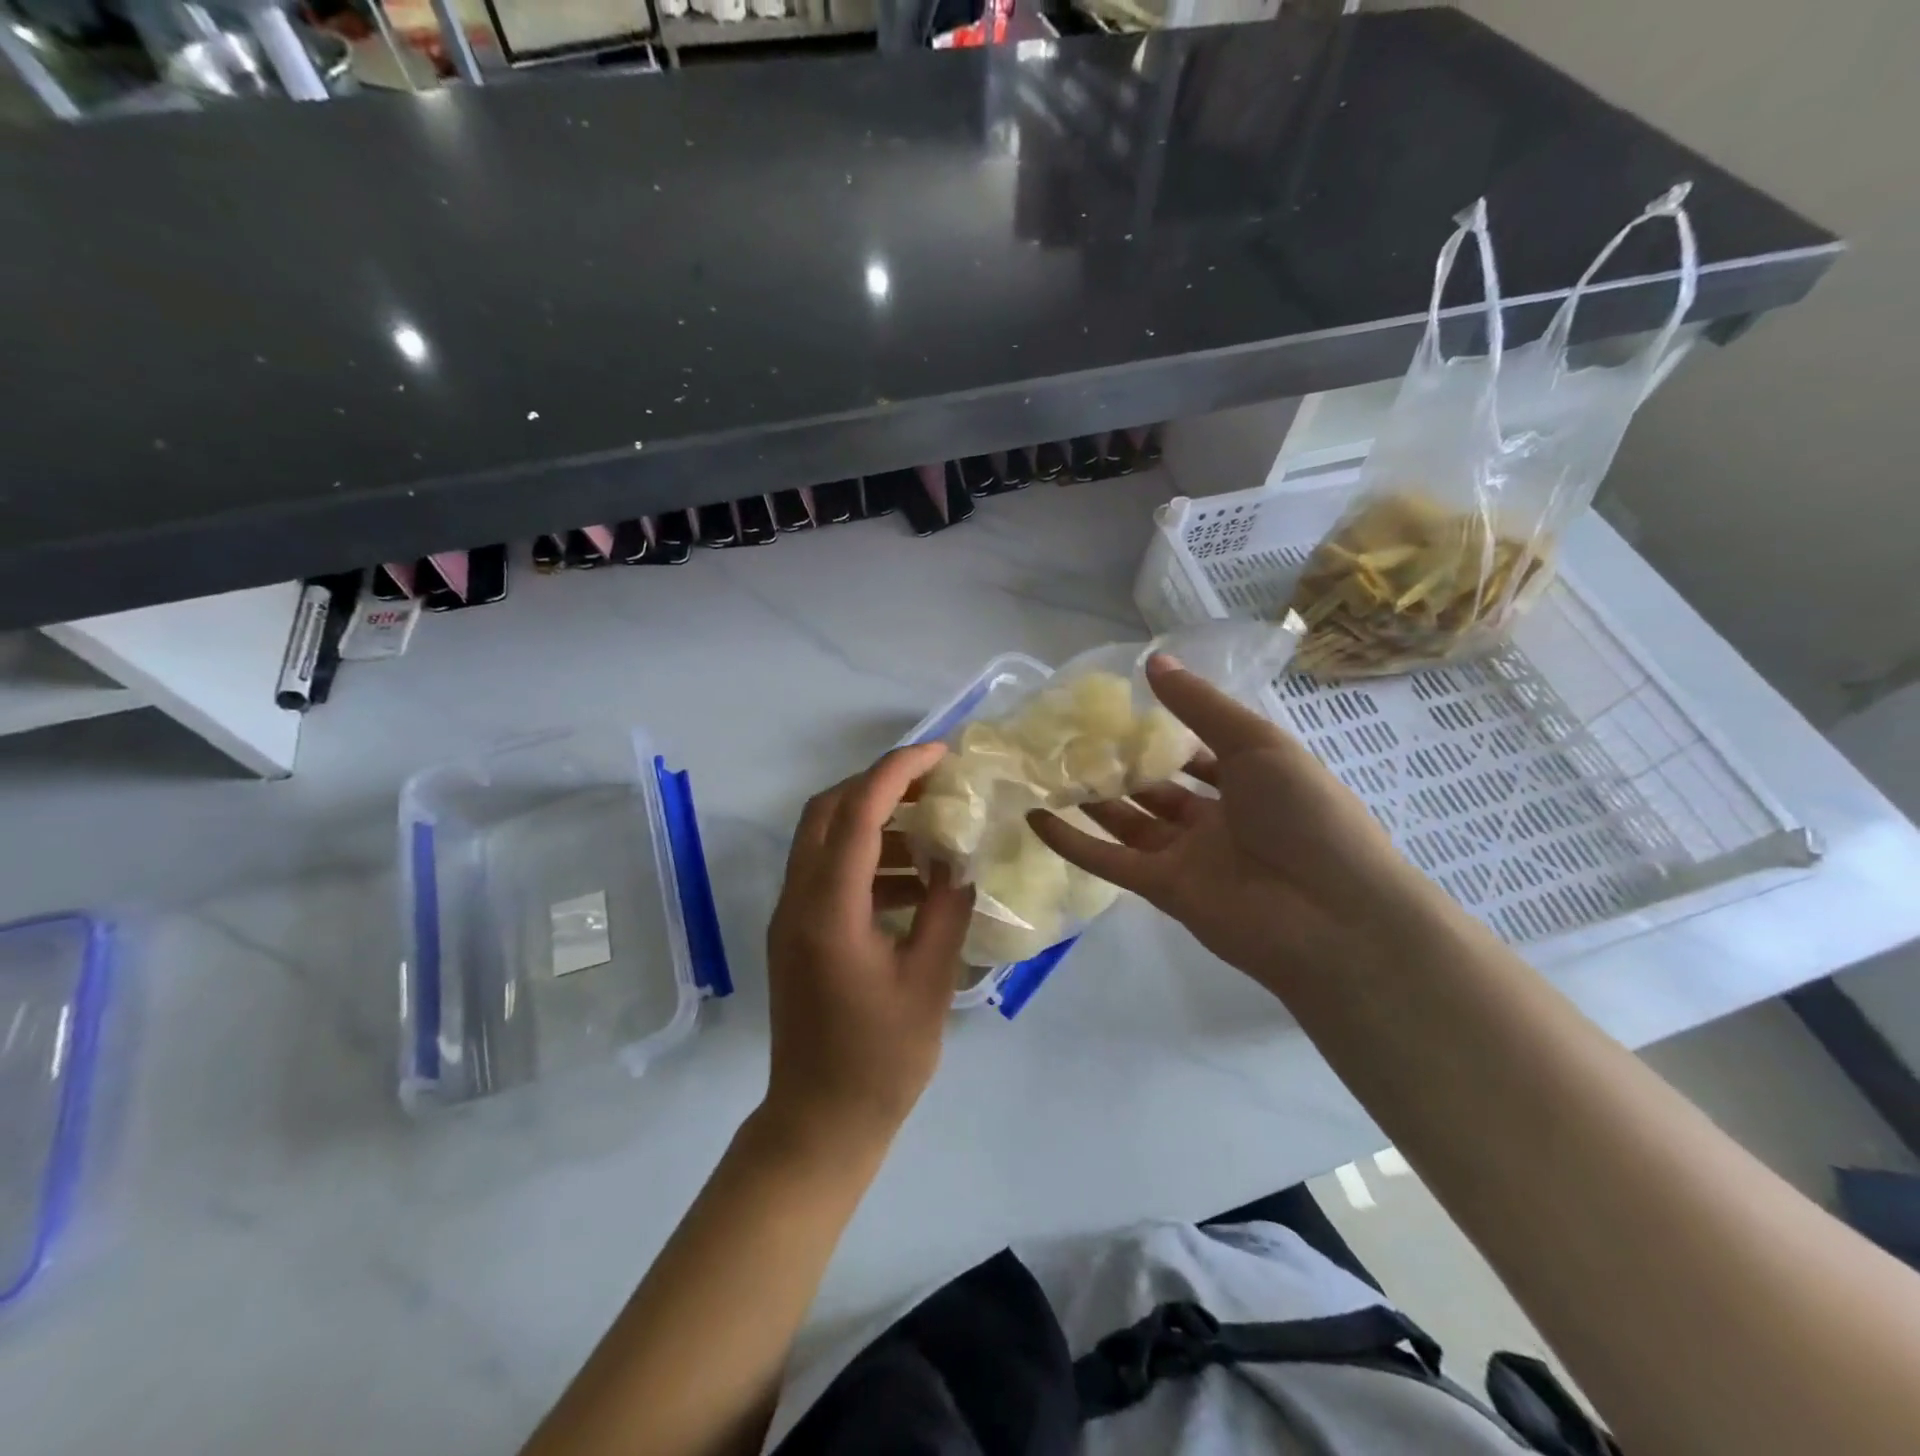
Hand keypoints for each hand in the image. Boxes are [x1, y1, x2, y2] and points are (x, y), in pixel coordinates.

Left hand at [764, 743, 974, 1151]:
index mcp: (829, 910)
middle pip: (827, 812)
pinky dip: (867, 860)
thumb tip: (958, 862)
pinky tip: (913, 883)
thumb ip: (945, 911)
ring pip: (823, 839)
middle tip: (932, 783)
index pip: (858, 814)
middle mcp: (798, 901)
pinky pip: (827, 873)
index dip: (897, 773)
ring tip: (932, 833)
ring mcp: (790, 916)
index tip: (939, 753)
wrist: (819, 1122)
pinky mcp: (796, 933)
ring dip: (874, 822)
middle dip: (878, 784)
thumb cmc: (880, 1060)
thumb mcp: (929, 982)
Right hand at [1029, 654, 1440, 997]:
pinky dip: (1073, 843)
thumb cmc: (1305, 814)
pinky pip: (1110, 861)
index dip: (1160, 731)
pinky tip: (1036, 819)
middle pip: (1155, 787)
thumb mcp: (1256, 744)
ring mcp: (1187, 856)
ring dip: (1090, 799)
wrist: (1332, 916)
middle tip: (1067, 737)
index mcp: (1248, 781)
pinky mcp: (1162, 890)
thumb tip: (1152, 661)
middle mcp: (1215, 818)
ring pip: (1127, 821)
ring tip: (1045, 769)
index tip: (1115, 708)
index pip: (1196, 752)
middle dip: (1117, 764)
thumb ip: (1200, 706)